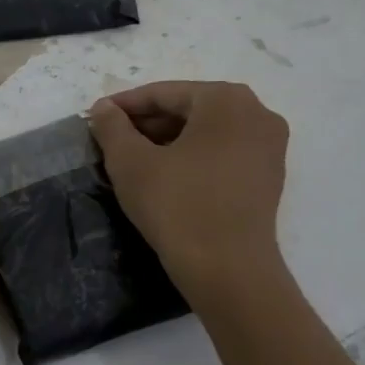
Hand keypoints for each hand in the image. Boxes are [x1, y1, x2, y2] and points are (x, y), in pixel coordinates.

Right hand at [88, 81, 290, 306]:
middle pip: (188, 110)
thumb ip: (112, 127)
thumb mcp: (131, 162)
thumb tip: (103, 109)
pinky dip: (192, 158)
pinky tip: (165, 178)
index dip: (123, 106)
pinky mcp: (269, 177)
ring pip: (206, 133)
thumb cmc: (177, 206)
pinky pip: (223, 154)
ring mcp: (269, 147)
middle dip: (147, 124)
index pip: (163, 94)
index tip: (94, 119)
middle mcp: (256, 113)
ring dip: (167, 142)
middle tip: (111, 141)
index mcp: (226, 100)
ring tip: (132, 160)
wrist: (228, 270)